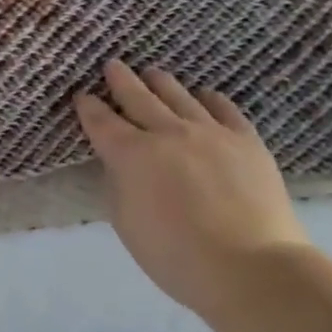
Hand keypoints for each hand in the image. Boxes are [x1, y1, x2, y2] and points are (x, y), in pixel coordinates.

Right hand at [74, 60, 309, 315]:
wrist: (250, 267)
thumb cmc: (174, 255)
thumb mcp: (126, 222)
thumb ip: (119, 185)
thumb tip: (122, 164)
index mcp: (131, 155)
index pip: (102, 123)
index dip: (89, 108)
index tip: (82, 96)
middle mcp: (168, 133)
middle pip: (139, 98)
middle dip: (121, 81)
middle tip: (112, 65)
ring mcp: (210, 133)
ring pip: (180, 96)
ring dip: (161, 83)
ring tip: (152, 73)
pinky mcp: (246, 141)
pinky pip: (223, 109)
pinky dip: (208, 99)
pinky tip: (204, 95)